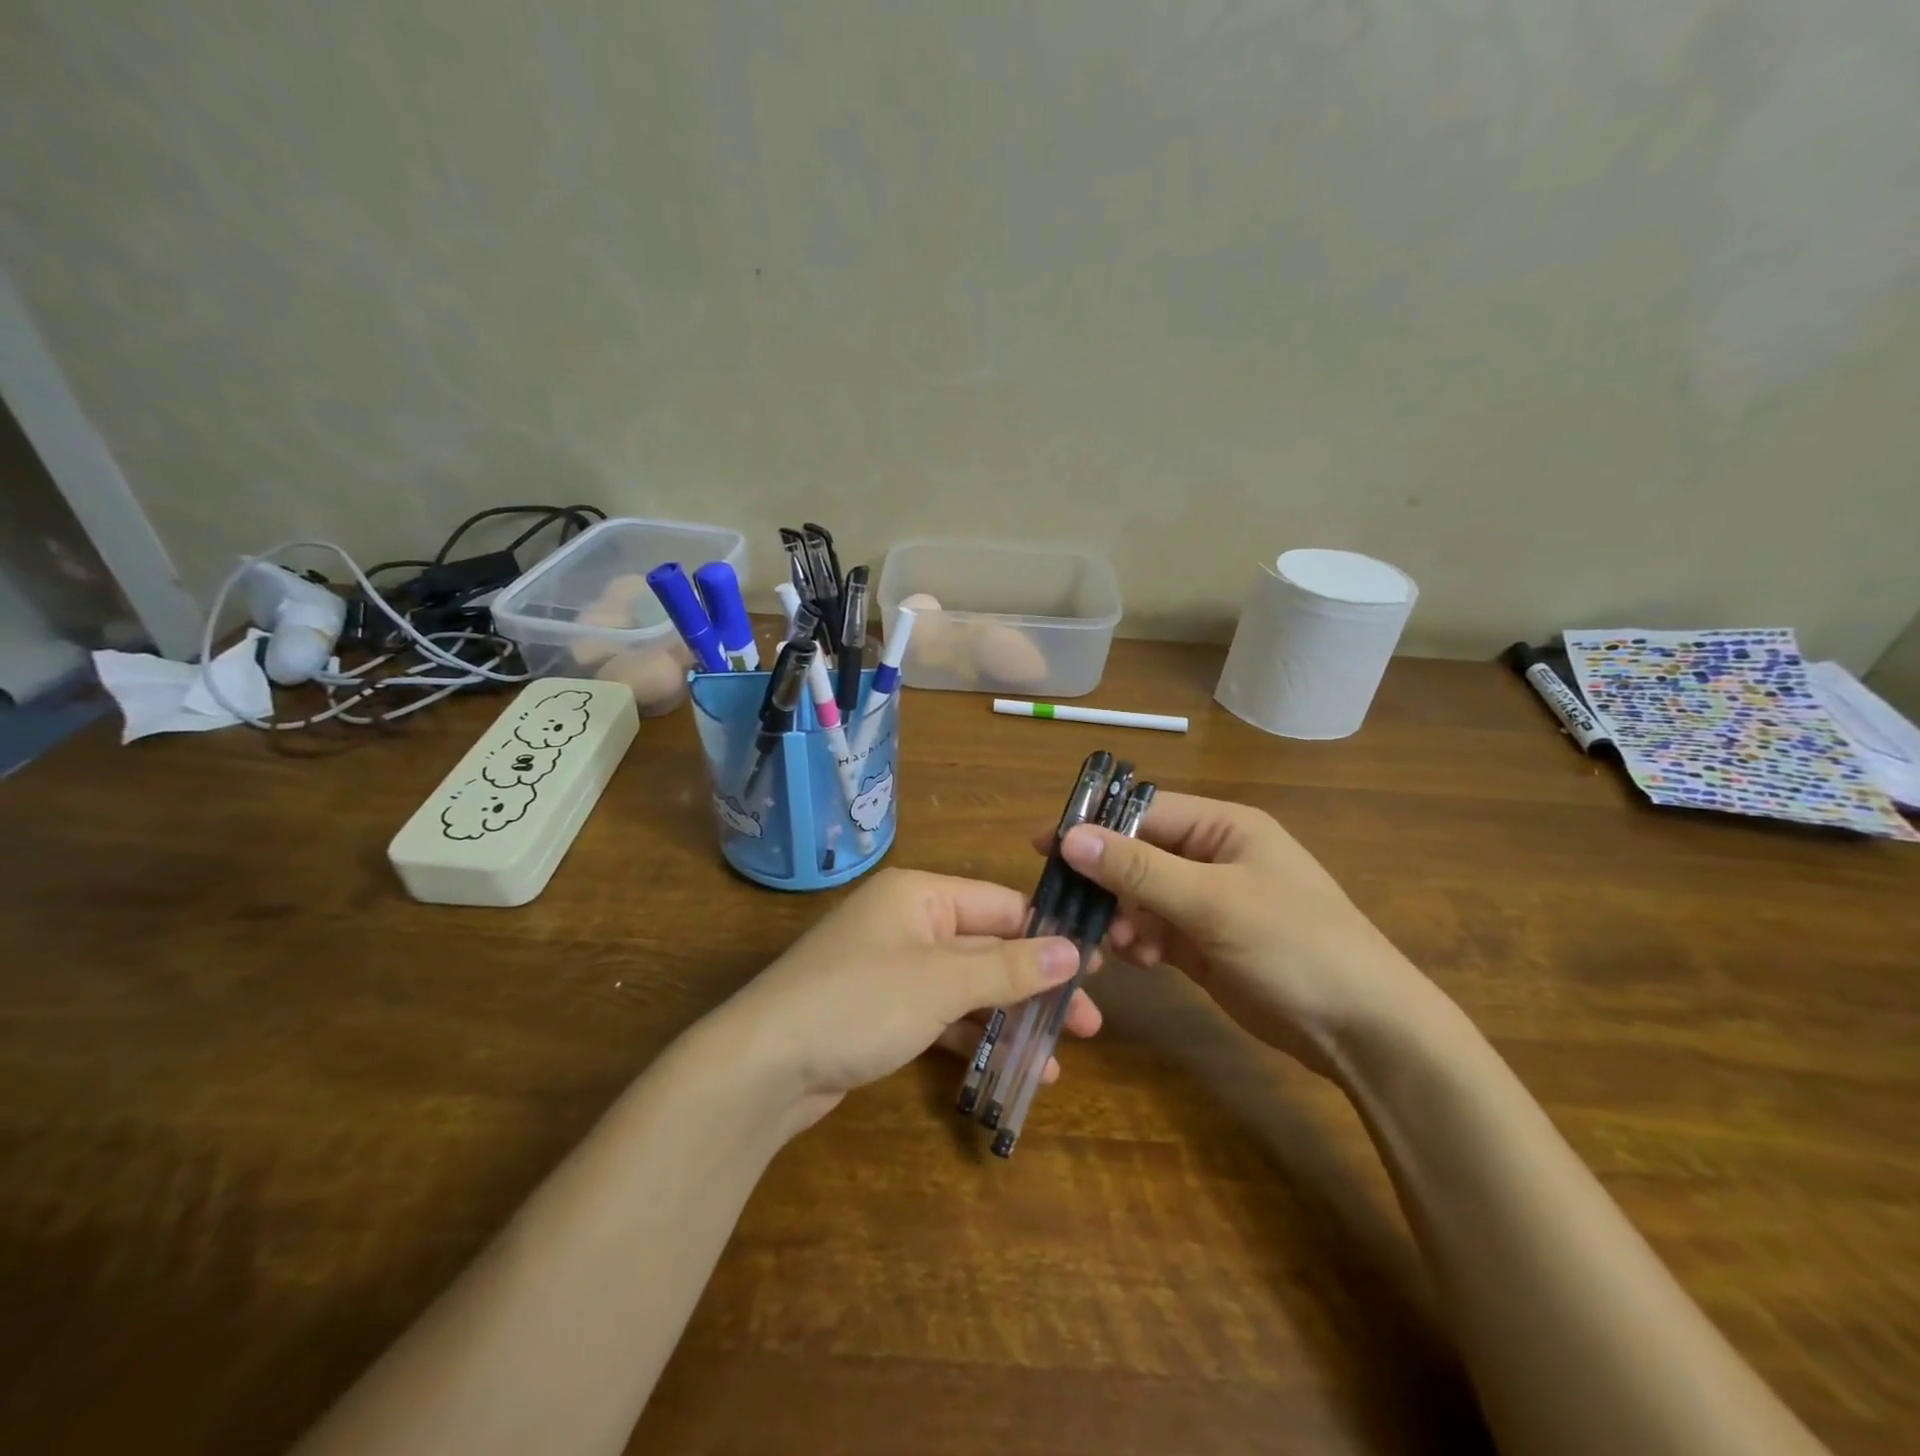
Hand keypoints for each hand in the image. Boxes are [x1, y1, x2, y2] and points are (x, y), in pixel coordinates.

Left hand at [722, 869, 1102, 1130]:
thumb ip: (1008, 966)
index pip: (1002, 905)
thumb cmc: (860, 1002)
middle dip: (1036, 985)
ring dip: (1010, 1018)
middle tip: (1089, 1025)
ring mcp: (893, 969)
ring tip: (1058, 1057)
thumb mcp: (941, 982)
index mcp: (921, 895)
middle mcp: (909, 923)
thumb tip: (1072, 950)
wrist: (763, 1066)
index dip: (1050, 934)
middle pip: (988, 948)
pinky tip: (1009, 1068)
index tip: (1097, 967)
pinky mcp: (882, 1012)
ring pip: (967, 987)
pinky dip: (973, 1037)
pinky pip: (941, 1016)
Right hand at [1050, 792, 1432, 1074]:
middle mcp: (1211, 857)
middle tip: (1072, 908)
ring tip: (1116, 946)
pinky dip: (1139, 942)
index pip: (1143, 812)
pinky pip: (1154, 930)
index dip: (1094, 826)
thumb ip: (1138, 869)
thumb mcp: (1214, 902)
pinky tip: (1139, 961)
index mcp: (1223, 827)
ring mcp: (1207, 902)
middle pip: (1137, 855)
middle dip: (1106, 881)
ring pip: (1140, 896)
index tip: (1044, 848)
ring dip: (1121, 917)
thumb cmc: (1295, 945)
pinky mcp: (1204, 943)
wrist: (1362, 1031)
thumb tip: (1069, 836)